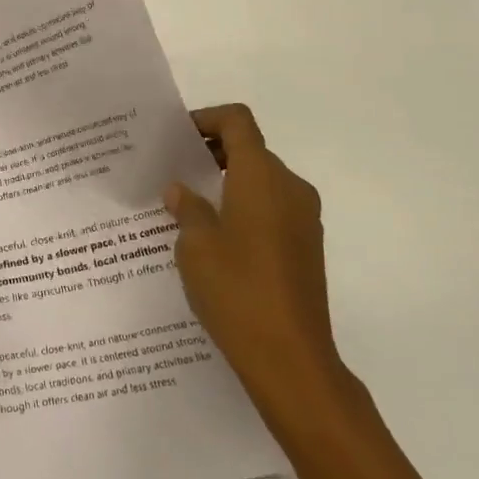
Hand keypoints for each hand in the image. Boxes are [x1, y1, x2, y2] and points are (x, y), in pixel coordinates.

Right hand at [165, 105, 351, 428]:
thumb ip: (186, 208)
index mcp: (261, 176)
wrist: (291, 359)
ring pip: (261, 181)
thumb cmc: (237, 290)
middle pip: (250, 149)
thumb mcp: (195, 245)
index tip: (176, 138)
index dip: (206, 118)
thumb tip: (180, 190)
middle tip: (172, 172)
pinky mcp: (306, 247)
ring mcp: (304, 219)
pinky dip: (243, 207)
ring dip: (226, 182)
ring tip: (187, 207)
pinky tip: (213, 239)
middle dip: (211, 153)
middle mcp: (290, 188)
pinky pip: (272, 208)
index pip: (238, 122)